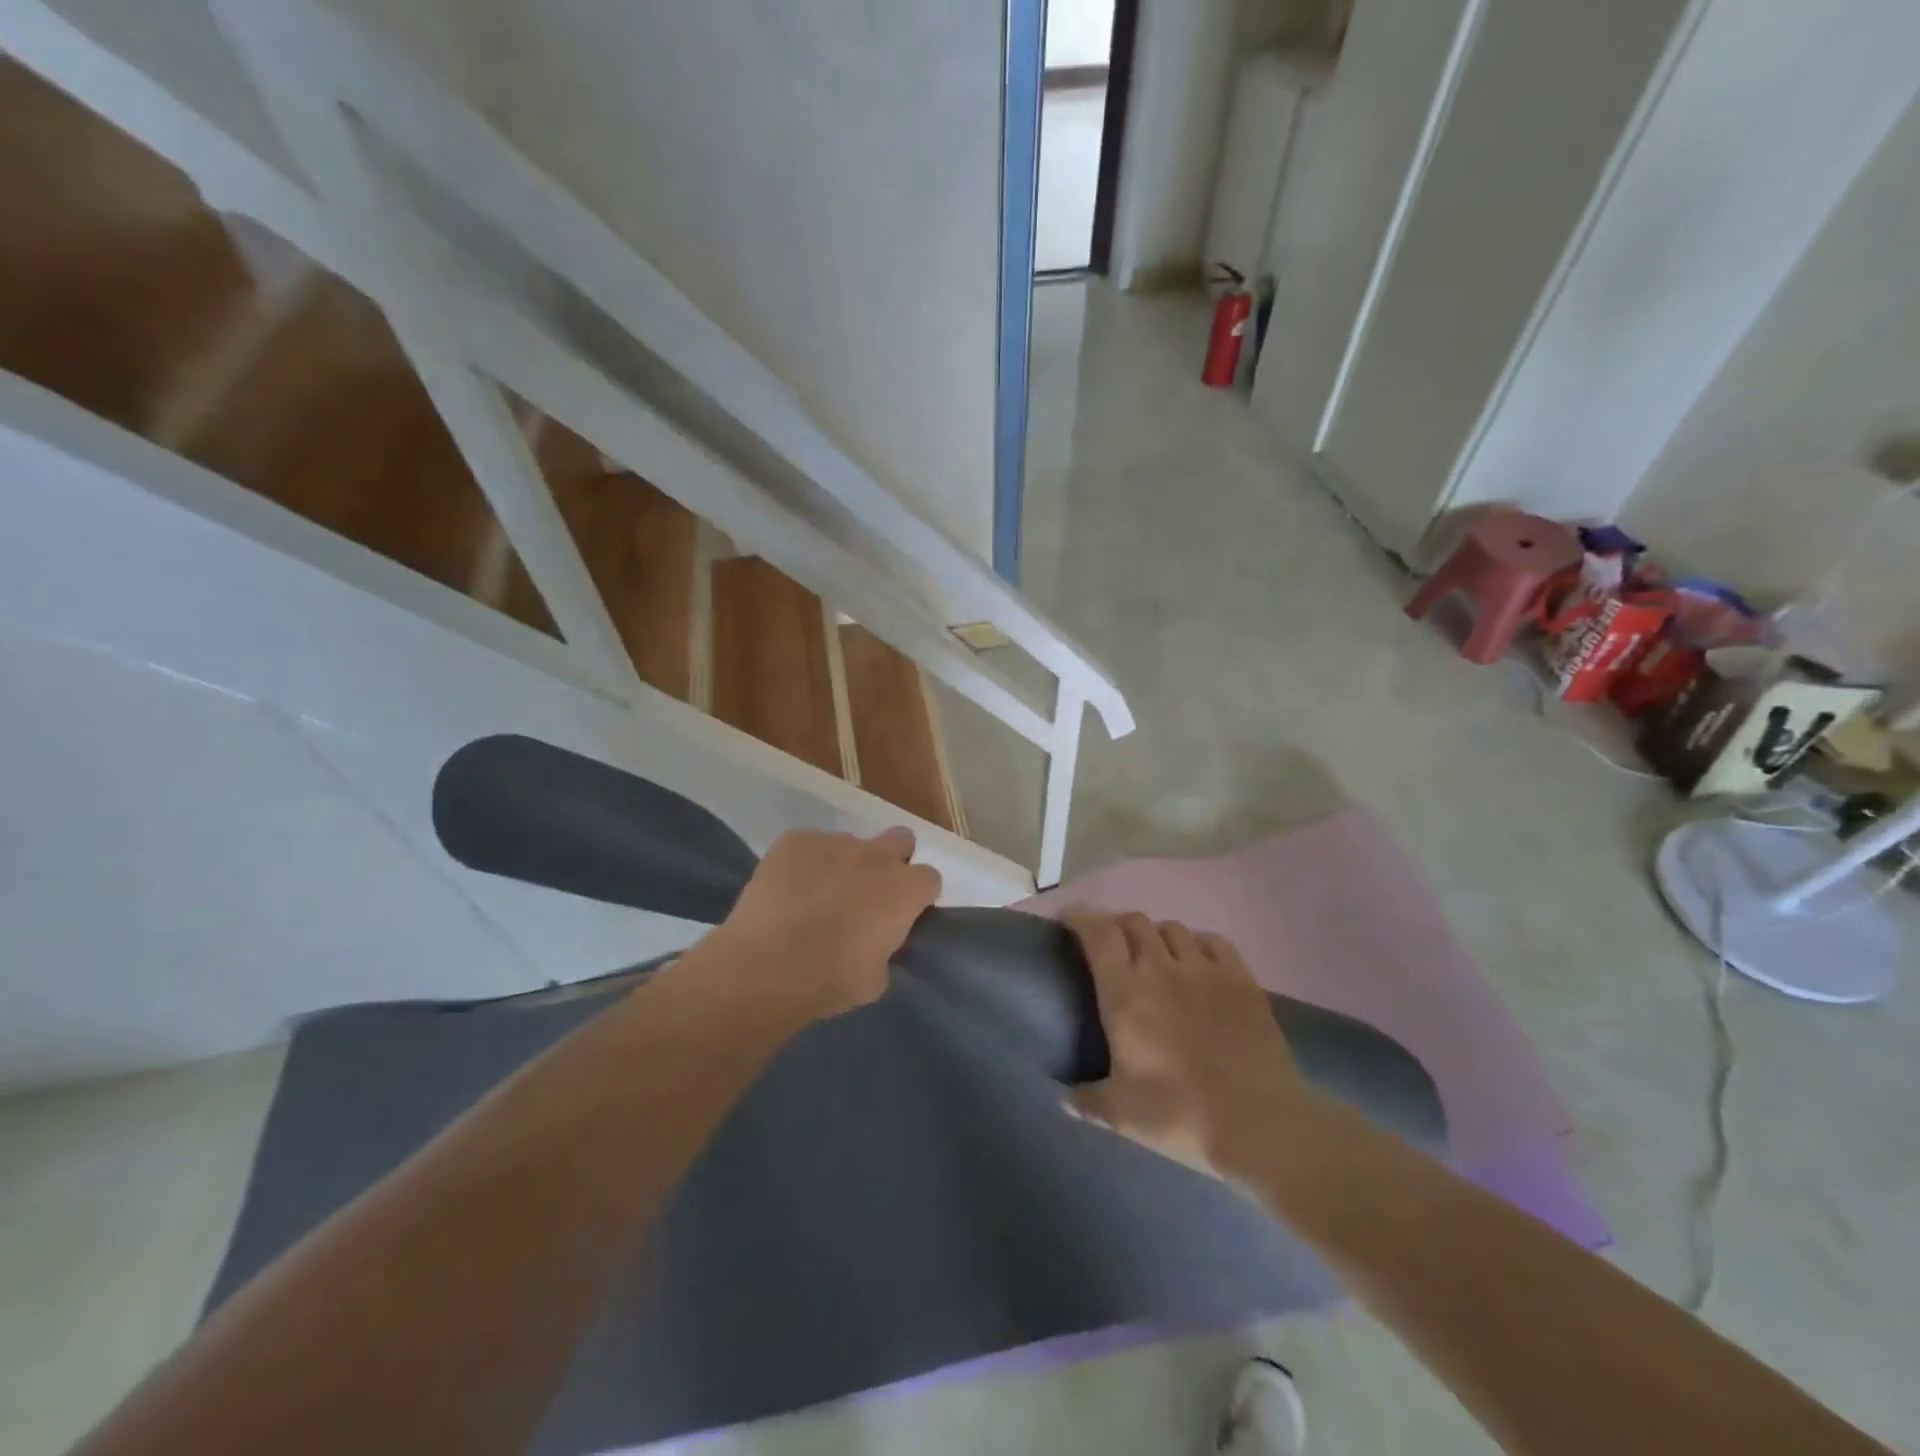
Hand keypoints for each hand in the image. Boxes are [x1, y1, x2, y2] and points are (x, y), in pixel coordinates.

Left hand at [707, 826, 941, 1024]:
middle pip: (901, 839)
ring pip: (850, 845)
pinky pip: (809, 845)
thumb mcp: (877, 979)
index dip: (916, 896)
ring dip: (843, 865)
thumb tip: (878, 941)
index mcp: (904, 890)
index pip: (930, 878)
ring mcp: (834, 842)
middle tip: (869, 893)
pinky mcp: (794, 840)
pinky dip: (805, 863)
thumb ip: (887, 949)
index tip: (901, 915)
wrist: (764, 968)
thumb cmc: (829, 981)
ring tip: (815, 897)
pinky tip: (788, 890)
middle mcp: (875, 856)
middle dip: (892, 860)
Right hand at [1061, 910, 1314, 1183]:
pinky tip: (1197, 961)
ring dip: (1156, 935)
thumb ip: (1087, 1101)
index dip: (1080, 918)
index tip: (1069, 920)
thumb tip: (1063, 1098)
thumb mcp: (1122, 1115)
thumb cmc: (1181, 1115)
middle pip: (1134, 922)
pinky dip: (1197, 943)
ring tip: (1155, 954)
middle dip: (1117, 925)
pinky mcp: (1241, 978)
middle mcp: (1161, 969)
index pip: (1098, 934)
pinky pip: (1212, 941)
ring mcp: (1205, 969)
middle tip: (1111, 944)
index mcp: (1125, 994)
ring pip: (1172, 927)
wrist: (1260, 1124)